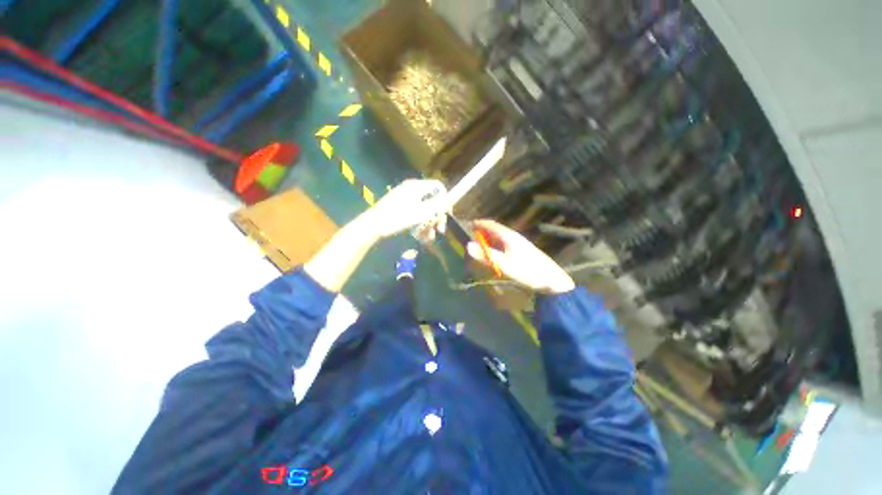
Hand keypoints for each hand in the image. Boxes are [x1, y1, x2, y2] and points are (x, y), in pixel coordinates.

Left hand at [358, 179, 449, 239]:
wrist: (372, 226)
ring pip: (424, 210)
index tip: (447, 215)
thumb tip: (448, 201)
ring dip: (429, 224)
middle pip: (432, 201)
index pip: (438, 187)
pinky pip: (414, 215)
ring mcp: (404, 199)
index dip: (445, 200)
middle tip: (440, 231)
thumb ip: (438, 206)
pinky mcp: (399, 209)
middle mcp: (411, 190)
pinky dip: (419, 225)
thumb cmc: (398, 218)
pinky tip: (420, 237)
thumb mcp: (422, 212)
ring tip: (429, 238)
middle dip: (437, 217)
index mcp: (416, 186)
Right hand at [467, 219, 575, 293]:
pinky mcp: (522, 252)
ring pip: (500, 238)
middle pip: (495, 231)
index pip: (491, 224)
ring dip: (489, 240)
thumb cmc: (527, 271)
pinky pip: (504, 245)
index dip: (480, 223)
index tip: (469, 224)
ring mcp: (519, 244)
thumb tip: (468, 245)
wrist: (551, 280)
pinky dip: (495, 247)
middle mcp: (514, 237)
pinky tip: (494, 255)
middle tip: (472, 238)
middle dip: (483, 233)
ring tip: (480, 246)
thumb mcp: (504, 264)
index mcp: (509, 236)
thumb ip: (486, 255)